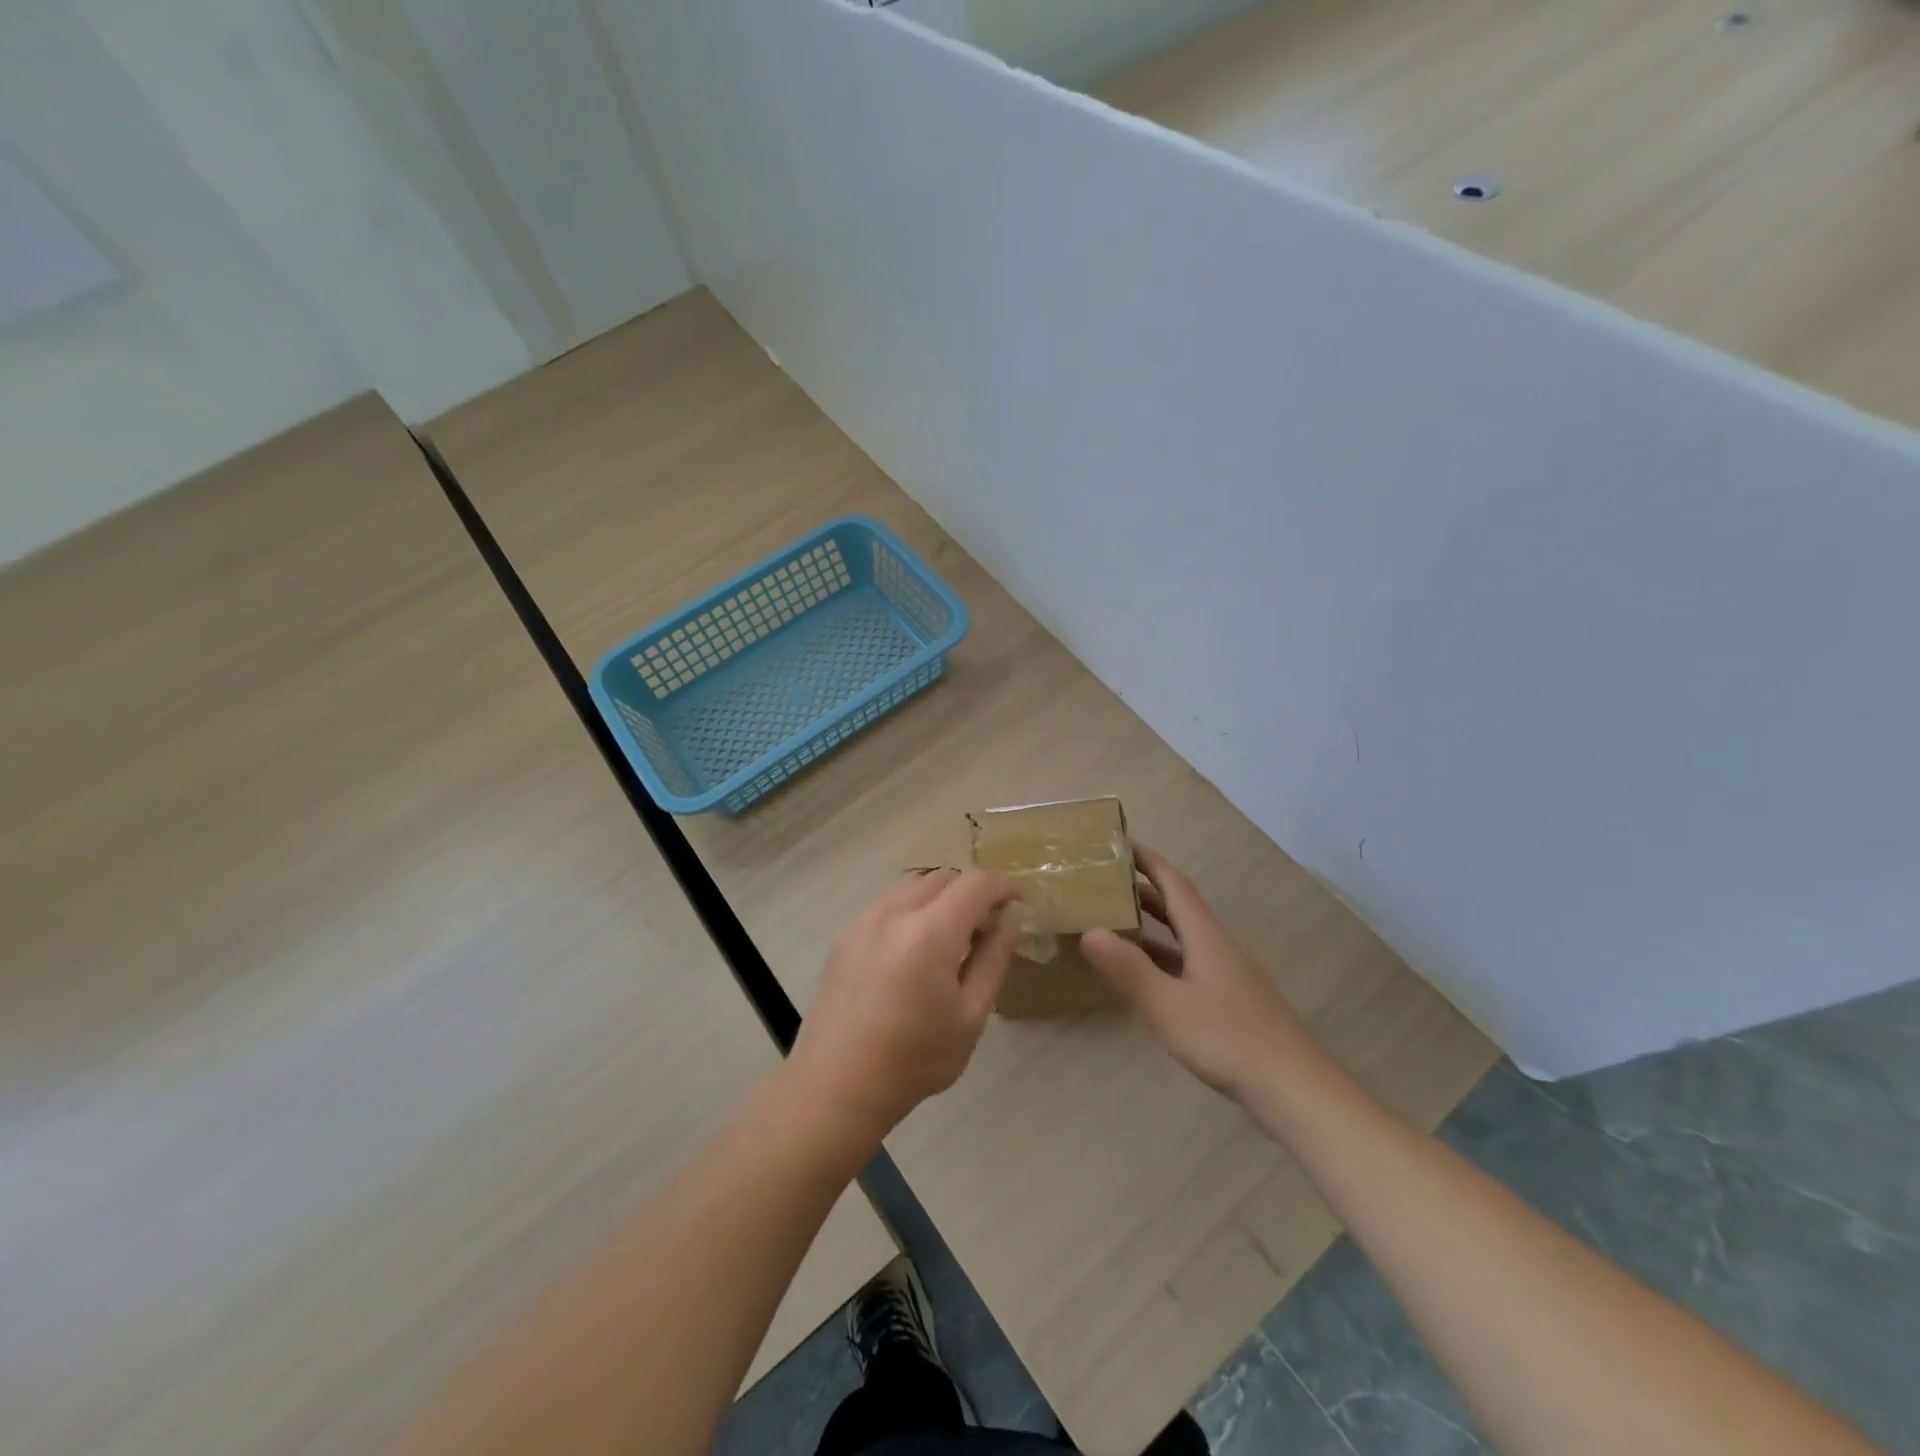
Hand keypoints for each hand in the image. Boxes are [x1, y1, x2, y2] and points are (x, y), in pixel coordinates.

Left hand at [787, 869, 1022, 1140]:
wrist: (838, 1084)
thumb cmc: (915, 1058)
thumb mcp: (971, 1016)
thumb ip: (993, 960)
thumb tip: (1008, 920)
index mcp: (930, 932)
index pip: (976, 884)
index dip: (1004, 886)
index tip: (1020, 903)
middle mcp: (895, 913)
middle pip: (943, 877)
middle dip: (972, 890)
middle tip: (987, 924)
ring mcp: (865, 920)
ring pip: (913, 885)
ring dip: (940, 896)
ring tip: (951, 934)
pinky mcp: (846, 935)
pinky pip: (888, 903)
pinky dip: (912, 908)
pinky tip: (914, 947)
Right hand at [1081, 844, 1315, 1099]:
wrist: (1294, 1089)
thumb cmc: (1228, 1039)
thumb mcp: (1168, 1006)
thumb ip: (1129, 970)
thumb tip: (1089, 931)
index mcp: (1206, 937)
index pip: (1175, 885)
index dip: (1149, 862)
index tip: (1122, 843)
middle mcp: (1218, 948)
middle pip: (1180, 908)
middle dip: (1146, 891)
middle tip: (1108, 883)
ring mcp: (1228, 976)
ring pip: (1185, 939)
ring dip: (1154, 926)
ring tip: (1117, 924)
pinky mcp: (1232, 1002)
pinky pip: (1190, 964)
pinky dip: (1164, 958)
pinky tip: (1148, 978)